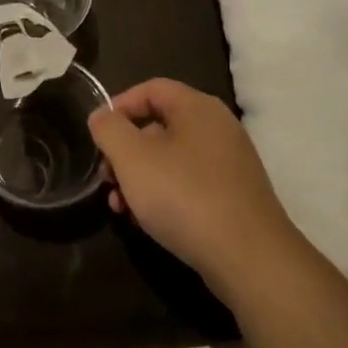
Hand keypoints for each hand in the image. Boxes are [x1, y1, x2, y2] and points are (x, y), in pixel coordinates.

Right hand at [88, 79, 304, 298]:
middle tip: (107, 180)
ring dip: (140, 179)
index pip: (151, 89)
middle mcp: (218, 128)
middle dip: (126, 152)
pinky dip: (165, 196)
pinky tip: (147, 223)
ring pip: (172, 160)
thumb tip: (102, 115)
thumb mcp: (133, 159)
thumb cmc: (184, 197)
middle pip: (159, 127)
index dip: (120, 106)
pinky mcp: (235, 197)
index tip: (98, 135)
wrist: (249, 259)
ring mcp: (230, 164)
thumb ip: (110, 130)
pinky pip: (190, 185)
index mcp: (197, 107)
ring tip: (121, 209)